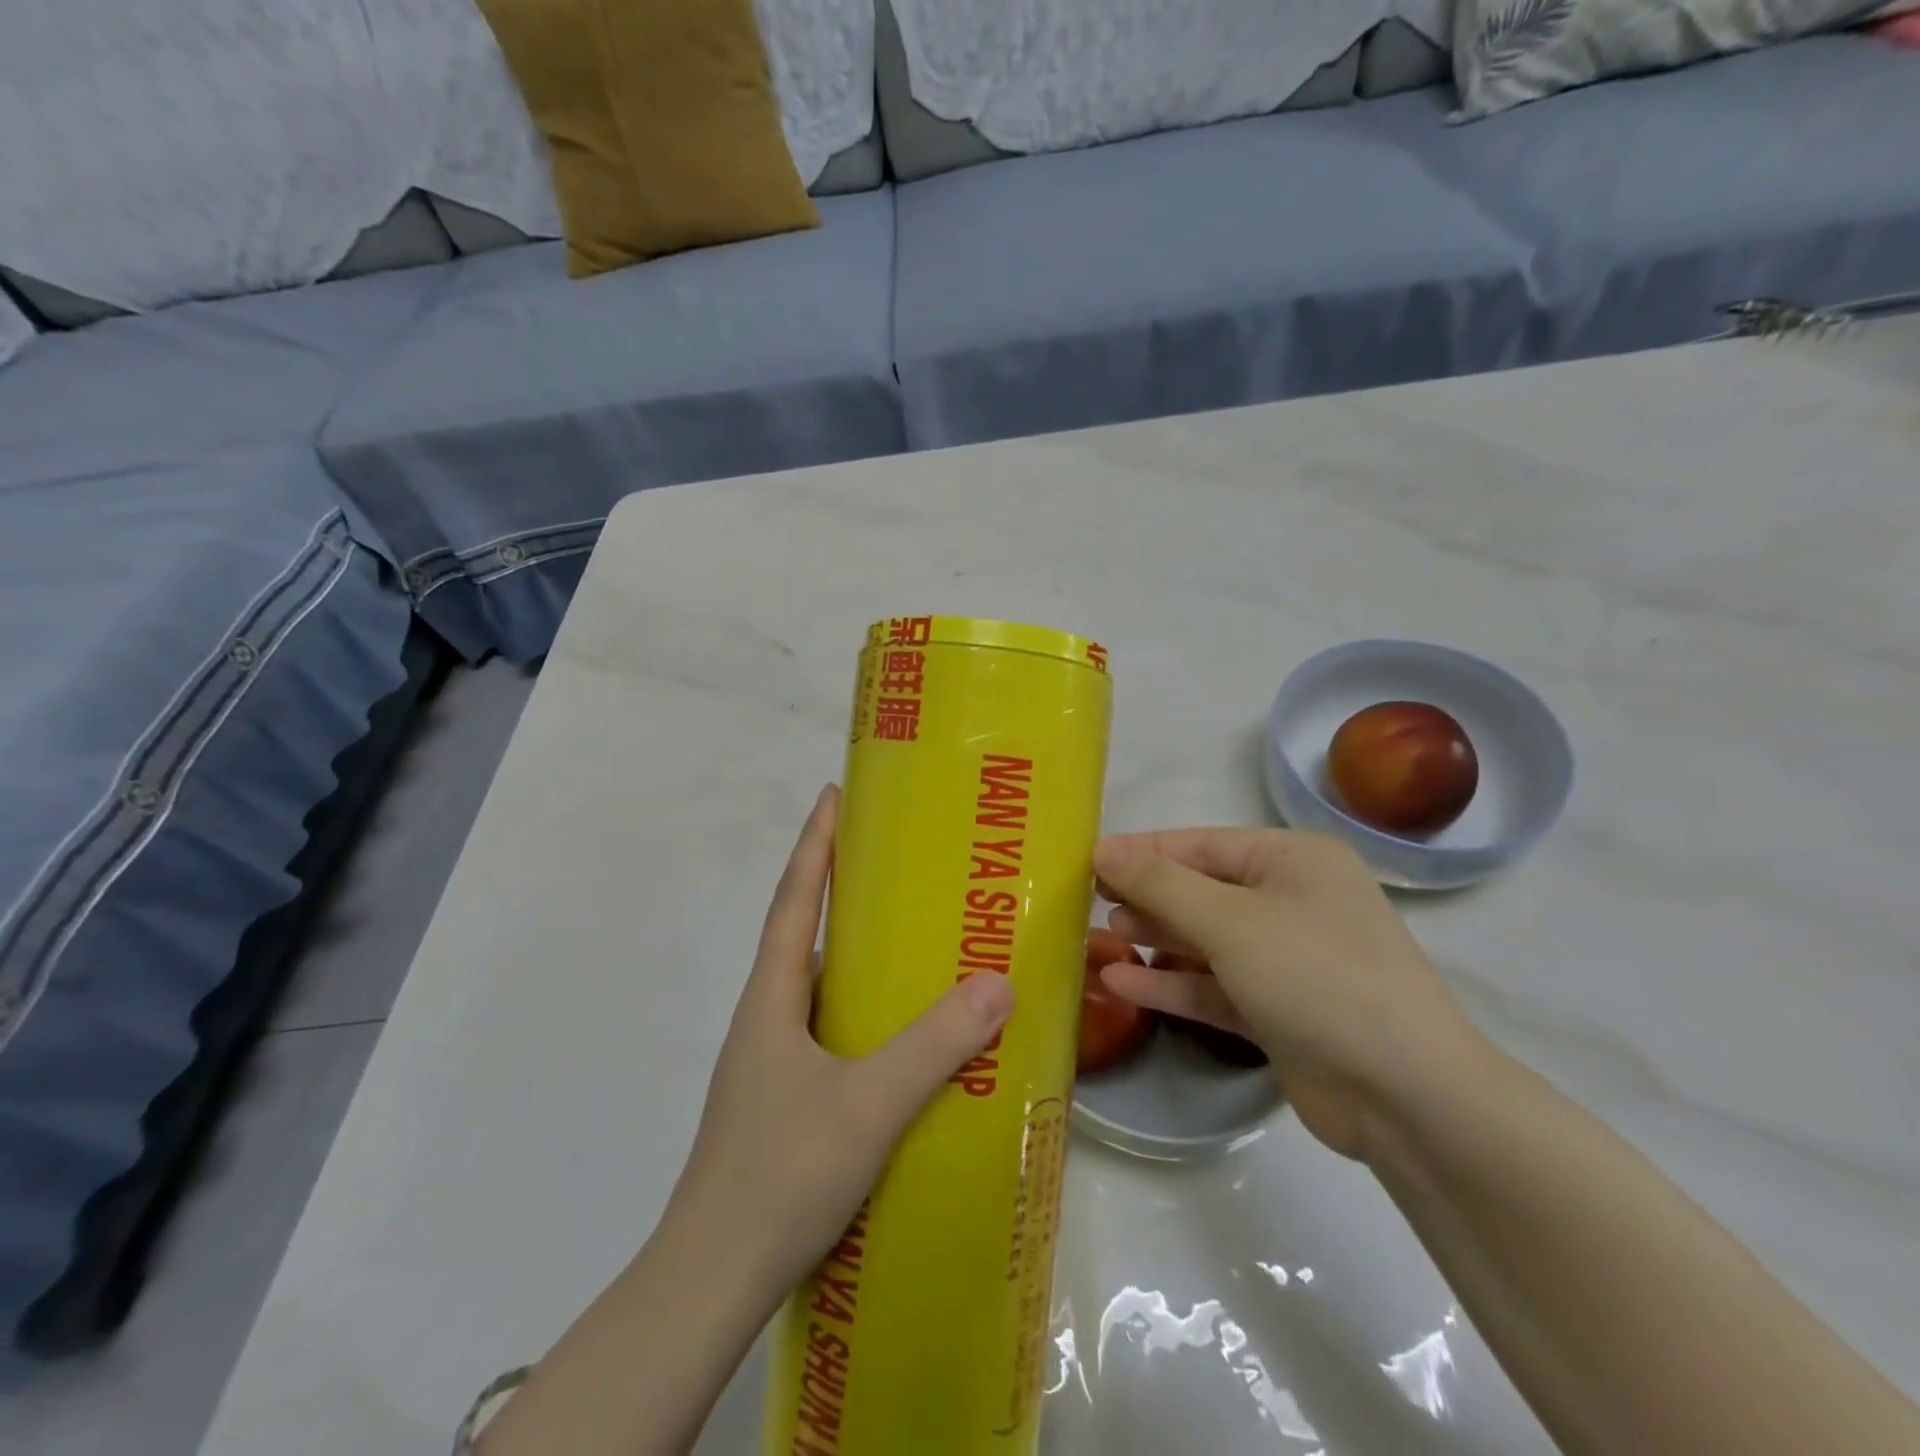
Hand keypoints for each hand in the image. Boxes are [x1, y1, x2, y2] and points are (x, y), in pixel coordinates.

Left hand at [670, 786, 1014, 1295]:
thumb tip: (998, 983)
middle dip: (843, 894)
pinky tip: (902, 1038)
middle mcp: (767, 1018)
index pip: (795, 900)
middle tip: (900, 869)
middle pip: (806, 936)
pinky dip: (863, 1016)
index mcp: (772, 999)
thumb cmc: (779, 1173)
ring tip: (914, 946)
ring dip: (858, 960)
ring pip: (820, 990)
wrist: (712, 1281)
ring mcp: (771, 1063)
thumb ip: (934, 1045)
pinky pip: (830, 1034)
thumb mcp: (868, 1103)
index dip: (814, 845)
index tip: (833, 796)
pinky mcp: (784, 1101)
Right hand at [1092, 828, 1490, 1161]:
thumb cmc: (1315, 976)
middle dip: (1145, 896)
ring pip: (1204, 939)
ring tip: (1100, 937)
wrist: (1406, 1096)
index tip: (1085, 861)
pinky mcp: (1277, 1010)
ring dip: (1155, 939)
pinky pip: (1214, 986)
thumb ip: (1160, 884)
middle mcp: (1291, 901)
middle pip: (1200, 890)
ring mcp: (1286, 958)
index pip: (1200, 845)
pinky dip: (1171, 984)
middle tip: (1086, 902)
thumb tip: (1103, 849)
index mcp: (1293, 859)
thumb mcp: (1230, 920)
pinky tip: (1121, 984)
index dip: (1141, 852)